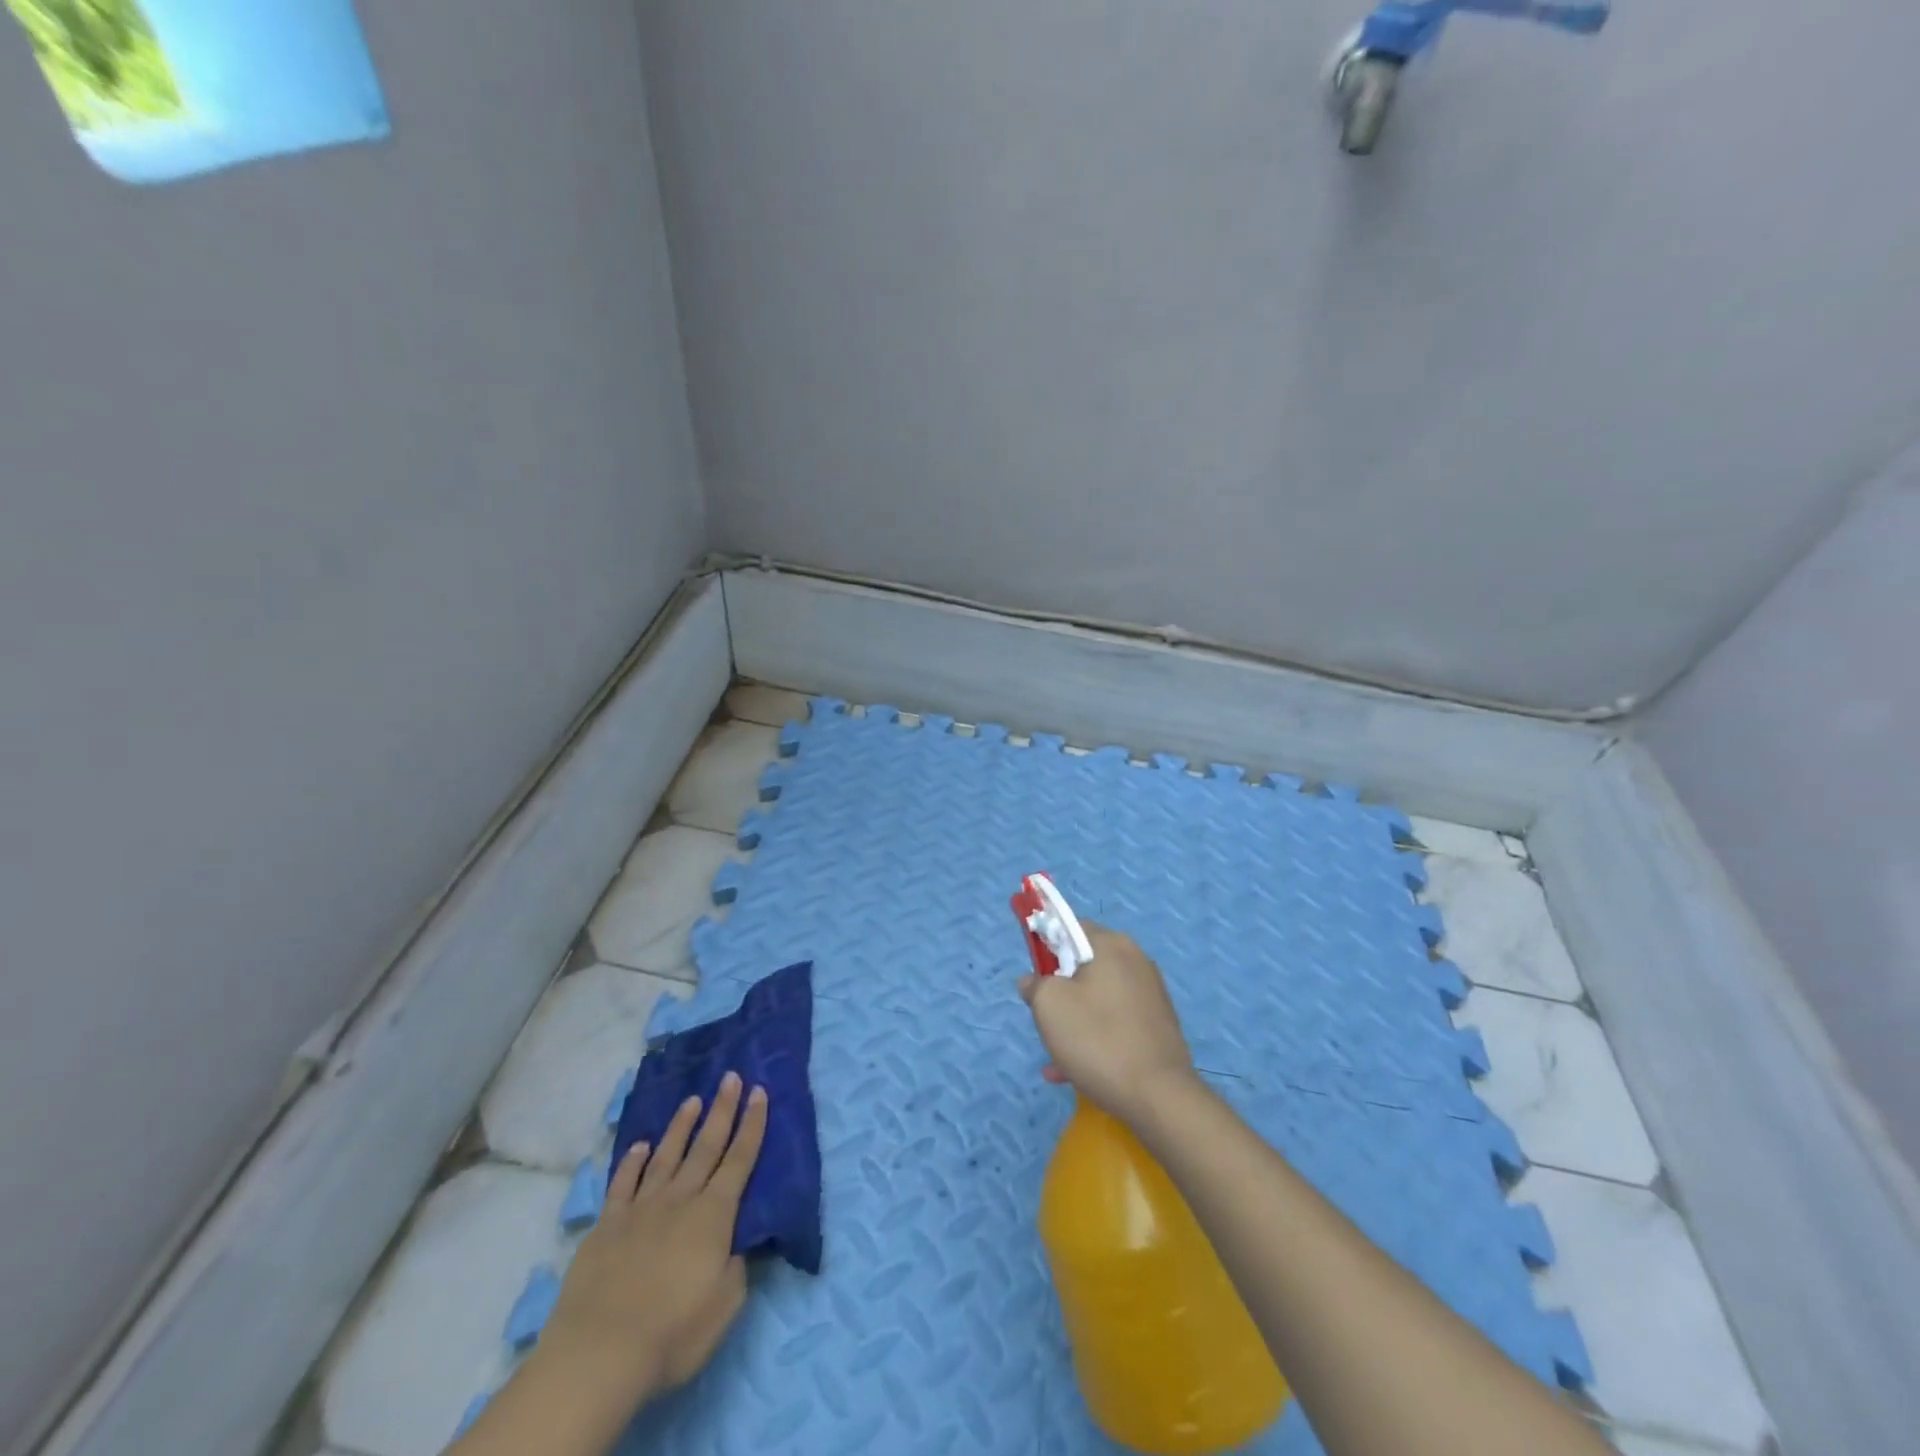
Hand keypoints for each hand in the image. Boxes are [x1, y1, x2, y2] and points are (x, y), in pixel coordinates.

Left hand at [544, 1072, 768, 1403]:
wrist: (599, 1353)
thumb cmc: (673, 1332)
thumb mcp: (725, 1304)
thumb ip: (737, 1266)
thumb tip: (737, 1243)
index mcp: (714, 1215)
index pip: (740, 1159)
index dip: (752, 1124)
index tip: (759, 1092)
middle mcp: (680, 1199)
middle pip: (706, 1146)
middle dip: (722, 1110)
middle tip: (731, 1076)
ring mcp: (641, 1209)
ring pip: (666, 1156)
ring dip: (681, 1126)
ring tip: (692, 1100)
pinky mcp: (606, 1226)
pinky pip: (623, 1184)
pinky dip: (632, 1162)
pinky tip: (640, 1146)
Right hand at [1017, 925, 1198, 1125]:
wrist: (1158, 1097)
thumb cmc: (1097, 1040)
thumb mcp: (1049, 1006)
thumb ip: (1036, 985)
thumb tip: (1033, 980)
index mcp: (1112, 945)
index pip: (1071, 927)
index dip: (1046, 945)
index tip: (1035, 975)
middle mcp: (1136, 961)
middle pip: (1084, 964)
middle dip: (1060, 989)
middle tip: (1045, 1018)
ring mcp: (1151, 993)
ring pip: (1098, 997)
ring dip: (1074, 1019)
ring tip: (1057, 1056)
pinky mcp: (1158, 1024)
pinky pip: (1116, 1021)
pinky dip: (1095, 1037)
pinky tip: (1075, 1071)